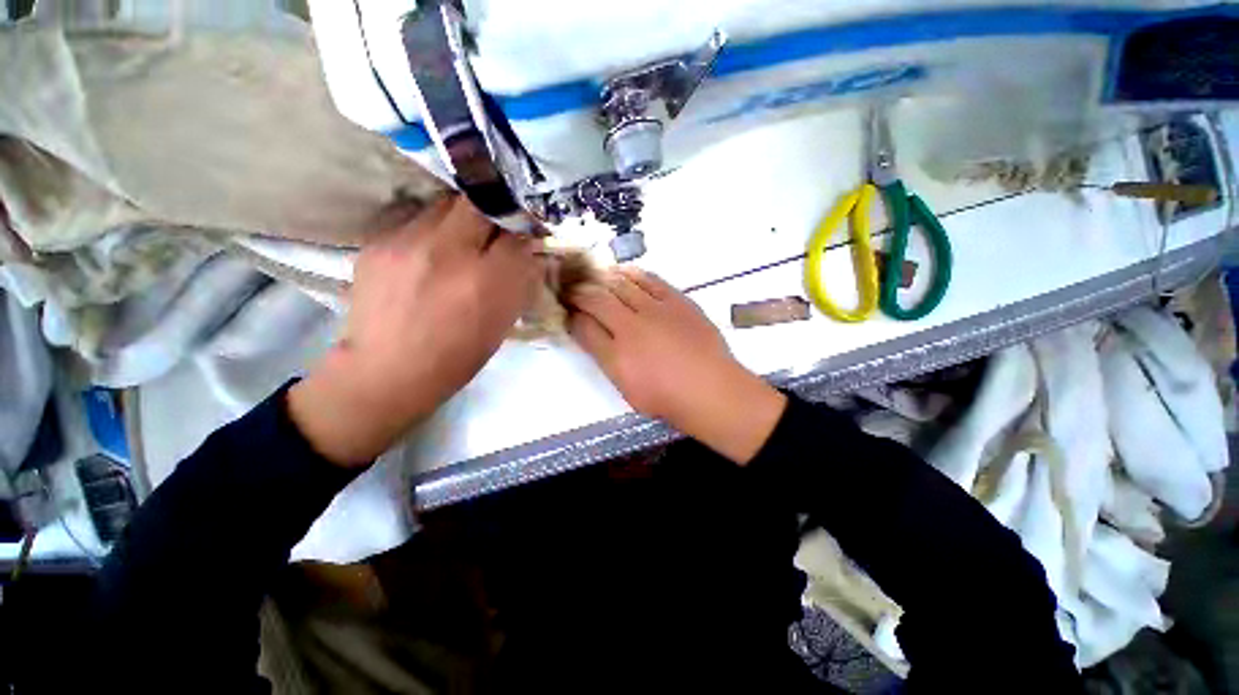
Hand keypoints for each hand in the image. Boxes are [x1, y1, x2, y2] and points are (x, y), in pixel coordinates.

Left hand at [289, 197, 543, 465]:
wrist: (389, 369)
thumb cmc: (458, 354)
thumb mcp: (503, 322)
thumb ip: (519, 281)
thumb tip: (529, 252)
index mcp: (487, 281)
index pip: (518, 233)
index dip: (525, 232)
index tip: (524, 236)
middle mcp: (449, 252)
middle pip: (480, 203)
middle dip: (494, 212)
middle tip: (494, 231)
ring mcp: (407, 242)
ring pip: (446, 204)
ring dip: (461, 218)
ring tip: (459, 241)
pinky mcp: (378, 242)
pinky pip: (415, 219)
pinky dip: (431, 230)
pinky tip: (428, 254)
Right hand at [567, 267, 785, 464]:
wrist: (711, 388)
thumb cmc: (667, 397)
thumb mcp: (627, 387)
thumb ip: (605, 358)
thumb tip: (589, 333)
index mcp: (616, 355)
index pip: (583, 326)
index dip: (571, 315)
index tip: (566, 309)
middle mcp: (631, 327)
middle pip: (597, 300)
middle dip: (579, 292)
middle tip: (572, 289)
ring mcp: (656, 310)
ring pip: (621, 285)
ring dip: (602, 279)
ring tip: (593, 277)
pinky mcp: (676, 300)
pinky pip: (650, 280)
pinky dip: (633, 274)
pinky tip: (623, 272)